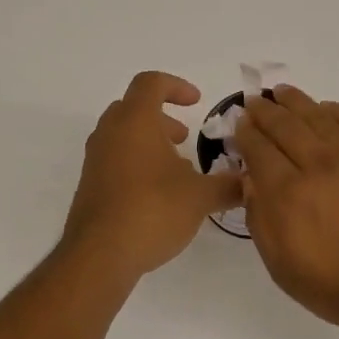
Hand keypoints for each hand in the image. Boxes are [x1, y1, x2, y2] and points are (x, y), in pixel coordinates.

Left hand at [61, 72, 243, 281]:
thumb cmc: (152, 210)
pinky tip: (159, 194)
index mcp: (135, 121)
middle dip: (162, 117)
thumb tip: (249, 181)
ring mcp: (95, 160)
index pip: (151, 83)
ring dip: (150, 142)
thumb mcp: (200, 197)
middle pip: (133, 108)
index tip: (197, 102)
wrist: (99, 255)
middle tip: (184, 137)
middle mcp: (109, 133)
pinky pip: (115, 160)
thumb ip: (227, 185)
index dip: (176, 86)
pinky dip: (137, 163)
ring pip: (122, 135)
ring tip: (177, 169)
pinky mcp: (90, 186)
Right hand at [233, 86, 338, 334]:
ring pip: (317, 116)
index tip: (240, 124)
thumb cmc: (336, 286)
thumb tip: (250, 182)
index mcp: (287, 192)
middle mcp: (316, 165)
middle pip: (284, 125)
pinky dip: (337, 110)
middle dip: (264, 111)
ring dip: (295, 101)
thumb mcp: (281, 266)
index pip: (258, 148)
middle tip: (254, 103)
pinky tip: (326, 109)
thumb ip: (260, 220)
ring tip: (282, 92)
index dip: (245, 133)